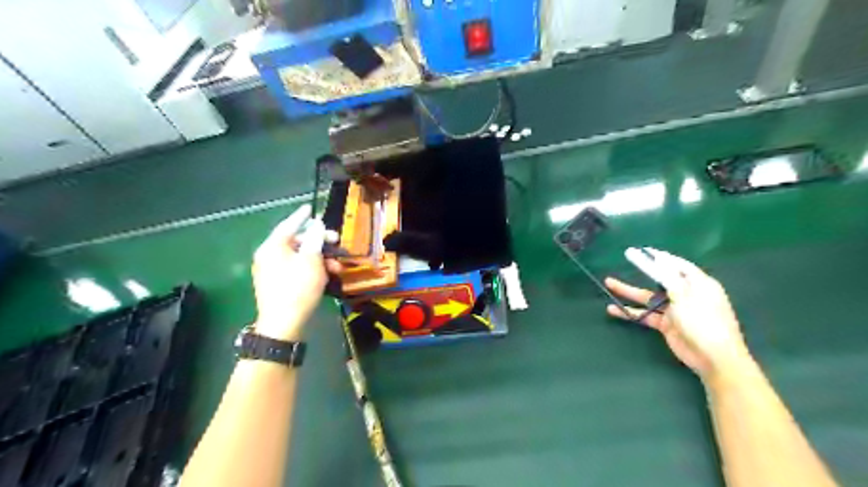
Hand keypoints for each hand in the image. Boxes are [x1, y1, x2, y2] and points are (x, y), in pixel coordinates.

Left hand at [252, 206, 337, 341]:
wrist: (283, 324)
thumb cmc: (298, 288)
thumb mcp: (311, 261)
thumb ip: (314, 239)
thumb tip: (316, 225)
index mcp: (272, 247)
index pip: (288, 225)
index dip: (301, 216)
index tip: (309, 207)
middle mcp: (268, 256)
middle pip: (296, 242)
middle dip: (318, 243)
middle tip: (336, 242)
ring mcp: (270, 271)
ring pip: (298, 257)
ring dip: (319, 259)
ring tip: (336, 267)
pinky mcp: (276, 284)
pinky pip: (295, 269)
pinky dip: (310, 269)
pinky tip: (325, 276)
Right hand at [606, 248, 753, 379]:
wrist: (713, 358)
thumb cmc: (703, 322)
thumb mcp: (685, 296)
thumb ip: (668, 277)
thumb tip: (659, 259)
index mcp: (698, 284)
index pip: (677, 265)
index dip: (660, 257)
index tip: (643, 250)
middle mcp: (686, 294)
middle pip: (660, 278)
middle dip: (643, 270)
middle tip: (626, 259)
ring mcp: (675, 310)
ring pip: (648, 297)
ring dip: (629, 291)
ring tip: (609, 283)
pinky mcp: (666, 324)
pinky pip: (645, 314)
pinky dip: (630, 312)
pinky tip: (614, 309)